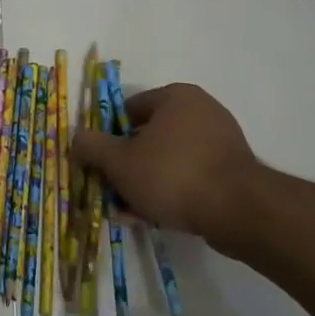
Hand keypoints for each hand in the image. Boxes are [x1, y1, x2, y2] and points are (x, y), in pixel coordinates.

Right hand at [71, 83, 265, 238]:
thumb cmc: (172, 174)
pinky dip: (171, 193)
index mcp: (175, 97)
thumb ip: (92, 146)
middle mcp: (201, 110)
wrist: (237, 210)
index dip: (108, 137)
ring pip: (167, 161)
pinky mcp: (232, 170)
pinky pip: (190, 177)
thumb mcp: (119, 161)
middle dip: (126, 167)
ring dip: (145, 185)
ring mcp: (220, 141)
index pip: (128, 110)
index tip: (99, 164)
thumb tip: (77, 138)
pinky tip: (156, 218)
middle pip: (148, 138)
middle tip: (112, 193)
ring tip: (130, 213)